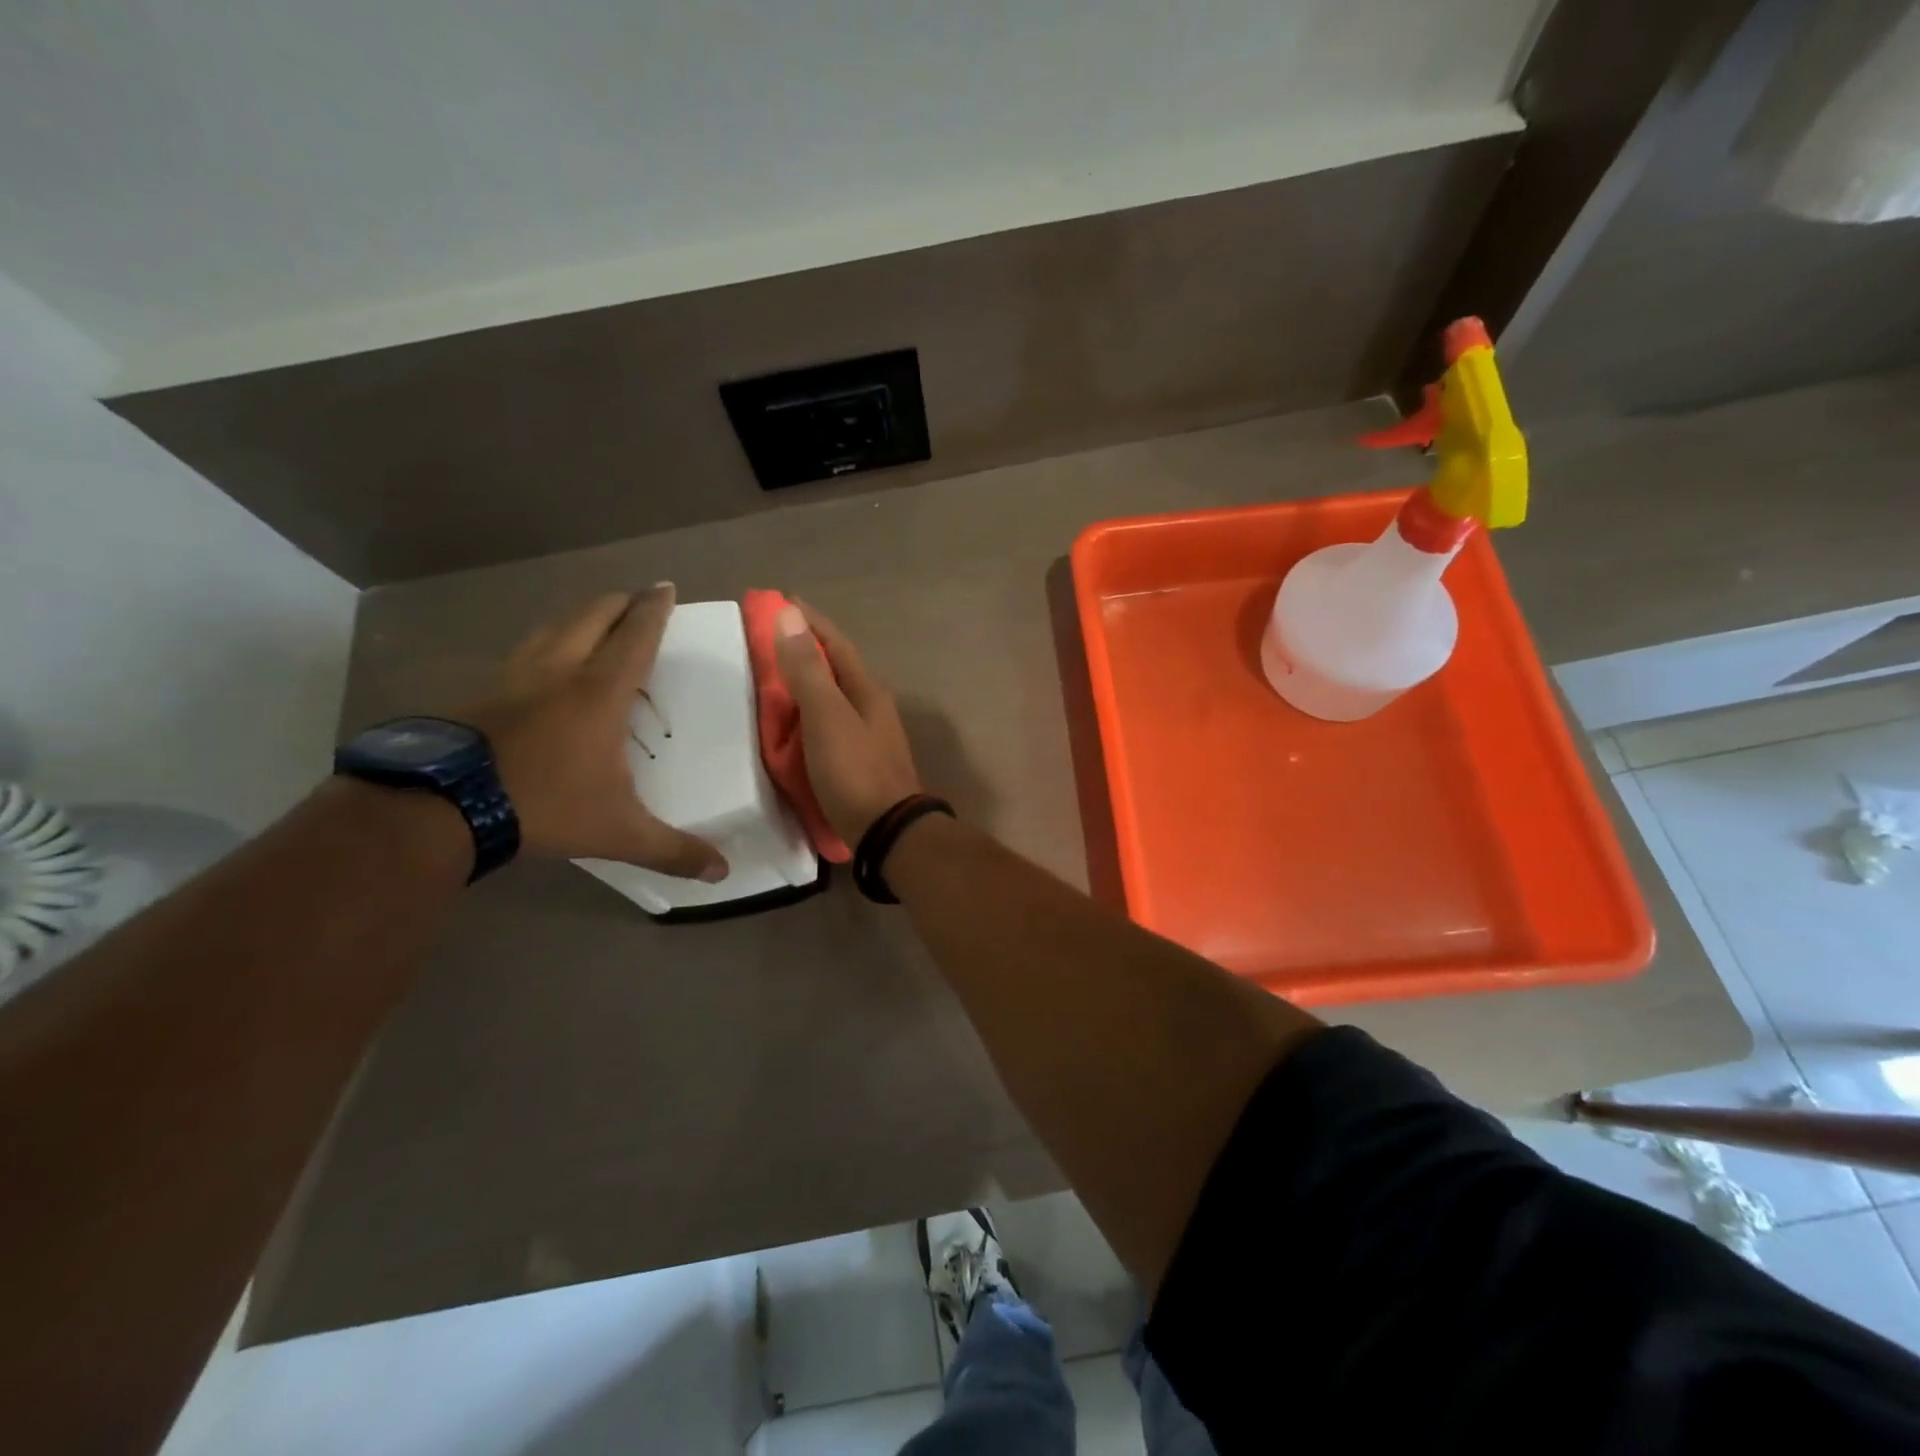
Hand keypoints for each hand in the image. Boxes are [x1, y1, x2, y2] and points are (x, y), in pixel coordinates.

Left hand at [460, 585, 727, 880]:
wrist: (442, 806)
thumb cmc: (544, 805)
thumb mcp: (618, 832)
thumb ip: (673, 850)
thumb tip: (723, 873)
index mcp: (600, 691)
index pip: (636, 635)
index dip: (654, 609)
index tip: (665, 587)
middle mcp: (559, 670)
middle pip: (592, 615)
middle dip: (619, 602)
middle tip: (638, 601)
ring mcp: (514, 676)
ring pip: (552, 627)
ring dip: (580, 618)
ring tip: (595, 623)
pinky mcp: (481, 691)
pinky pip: (524, 652)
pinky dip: (545, 645)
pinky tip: (542, 666)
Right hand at [774, 601, 921, 844]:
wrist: (886, 833)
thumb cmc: (855, 771)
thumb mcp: (827, 716)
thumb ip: (808, 669)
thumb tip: (790, 614)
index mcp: (866, 689)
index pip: (835, 642)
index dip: (808, 620)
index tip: (778, 600)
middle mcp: (869, 706)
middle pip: (833, 667)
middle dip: (802, 649)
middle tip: (764, 639)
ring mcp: (866, 735)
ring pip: (830, 697)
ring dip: (803, 682)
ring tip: (768, 677)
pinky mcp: (855, 760)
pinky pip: (825, 724)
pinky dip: (804, 715)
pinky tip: (787, 723)